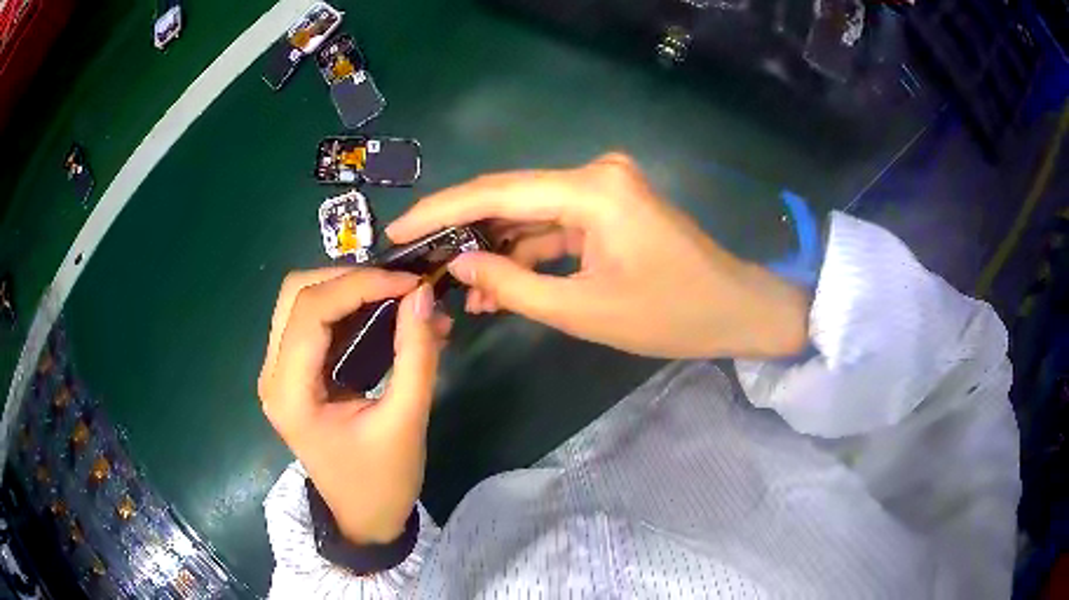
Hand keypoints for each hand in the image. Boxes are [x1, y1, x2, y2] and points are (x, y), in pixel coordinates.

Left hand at [258, 268, 450, 543]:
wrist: (363, 518)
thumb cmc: (381, 482)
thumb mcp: (406, 422)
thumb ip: (415, 355)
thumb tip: (422, 295)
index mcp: (290, 392)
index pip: (311, 310)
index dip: (360, 284)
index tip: (410, 283)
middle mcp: (273, 374)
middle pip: (296, 293)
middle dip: (349, 279)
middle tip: (399, 287)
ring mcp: (279, 372)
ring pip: (301, 300)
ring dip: (348, 289)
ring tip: (396, 296)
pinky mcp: (294, 374)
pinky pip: (313, 322)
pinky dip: (348, 308)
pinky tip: (383, 314)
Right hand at [387, 153, 807, 358]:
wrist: (733, 311)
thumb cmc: (670, 315)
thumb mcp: (583, 309)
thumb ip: (512, 284)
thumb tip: (455, 263)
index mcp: (591, 189)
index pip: (496, 193)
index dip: (440, 210)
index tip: (397, 230)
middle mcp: (594, 173)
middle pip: (509, 199)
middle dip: (462, 232)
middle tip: (418, 261)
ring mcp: (603, 187)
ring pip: (529, 215)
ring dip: (496, 251)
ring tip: (459, 290)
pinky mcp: (608, 207)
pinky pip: (554, 226)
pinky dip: (527, 254)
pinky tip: (499, 286)